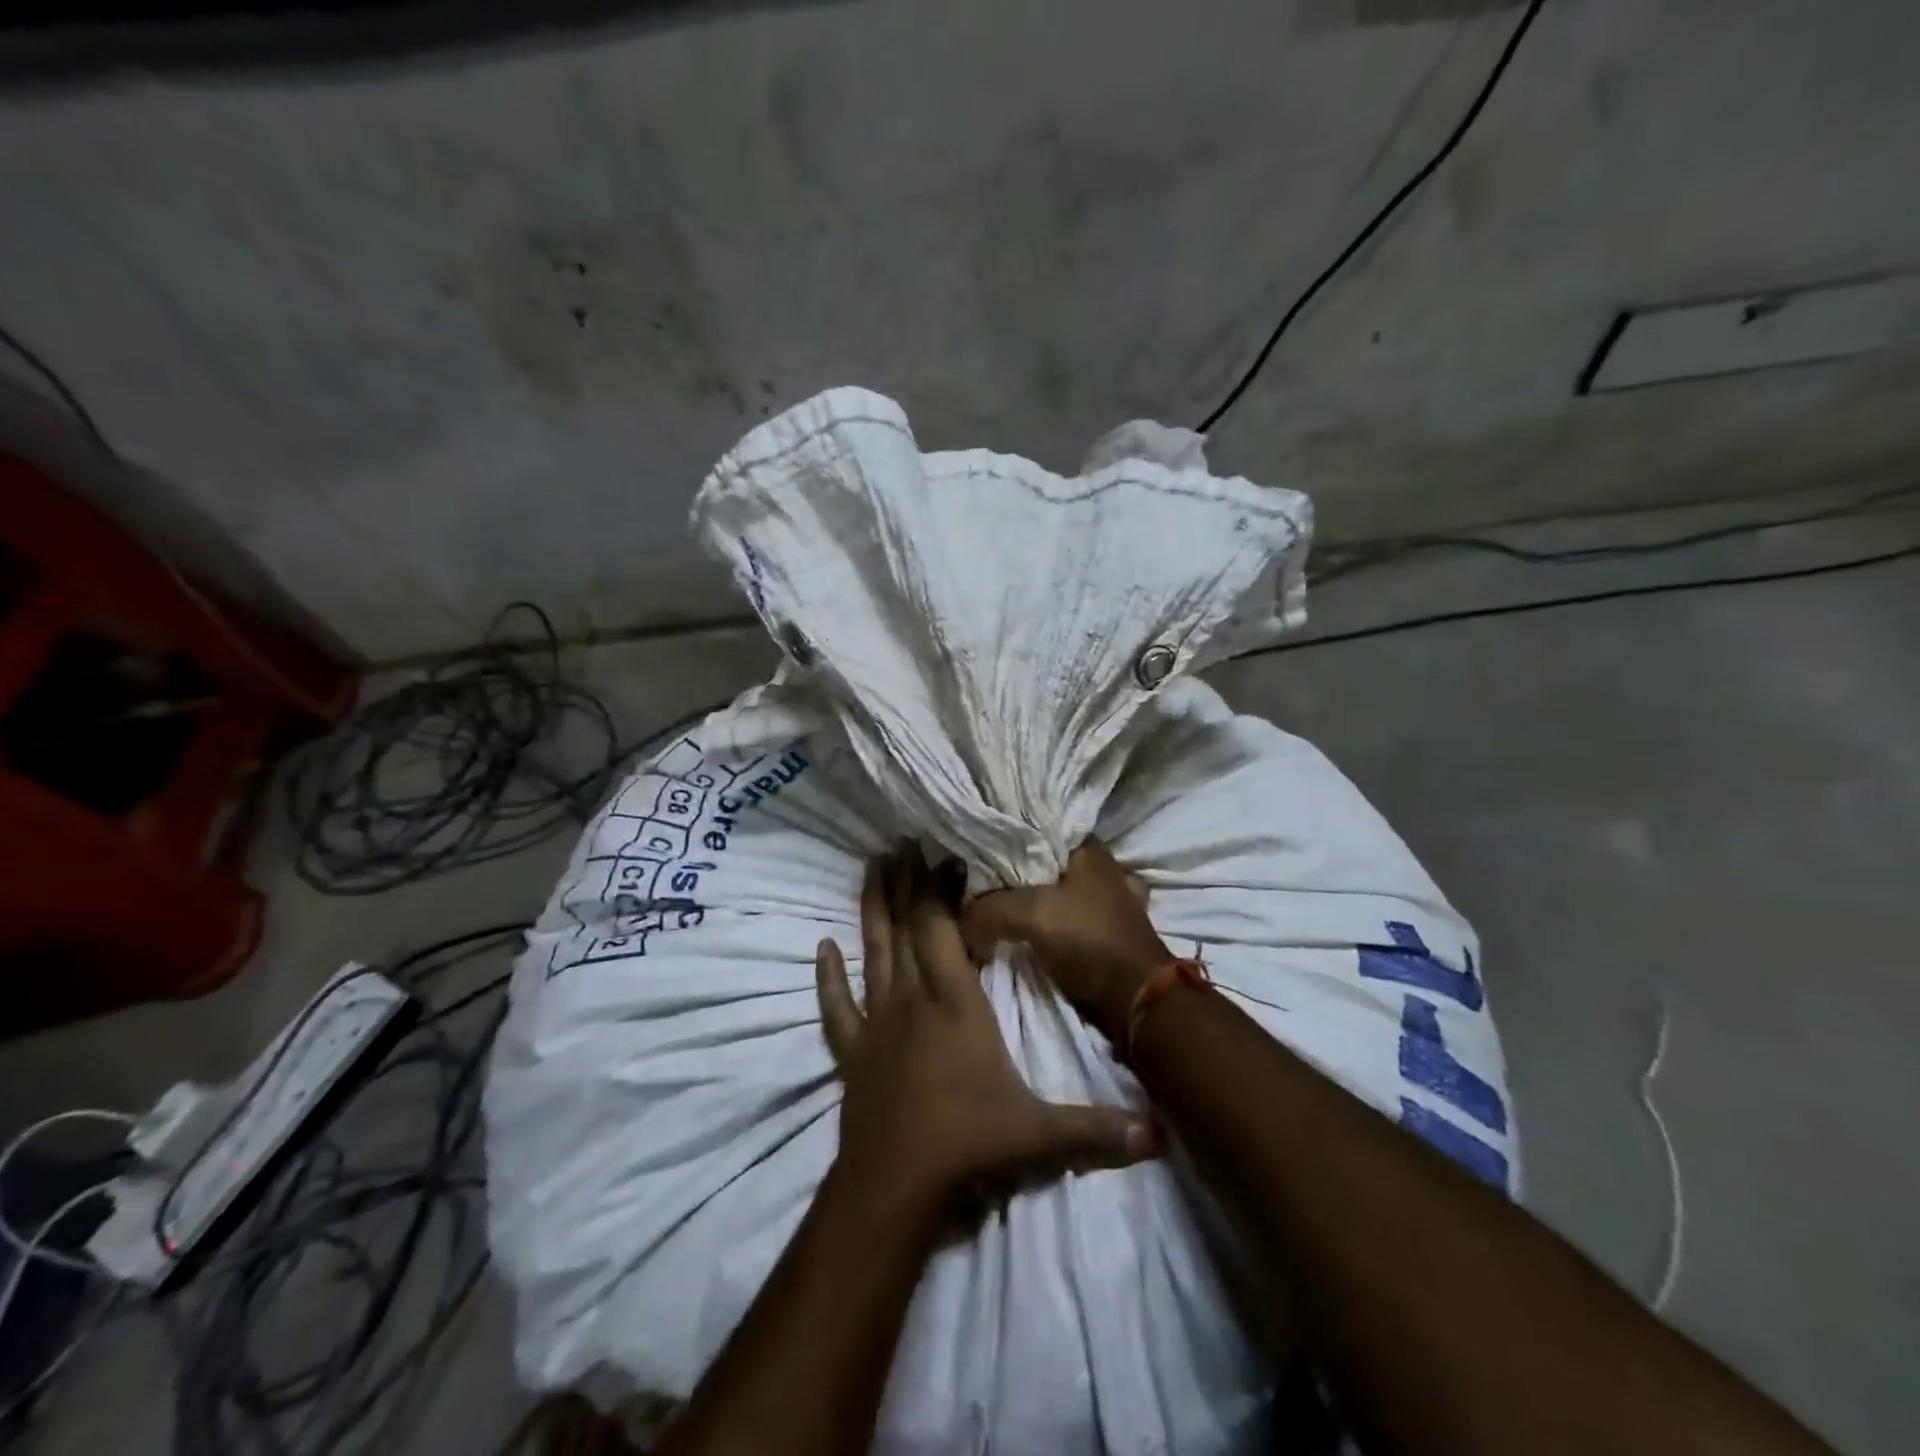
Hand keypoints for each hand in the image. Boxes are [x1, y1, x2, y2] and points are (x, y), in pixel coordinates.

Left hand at [816, 847, 1155, 1215]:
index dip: (941, 888)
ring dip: (872, 907)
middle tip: (903, 840)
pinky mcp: (852, 1051)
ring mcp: (876, 1023)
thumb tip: (1159, 1133)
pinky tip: (823, 948)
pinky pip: (837, 1006)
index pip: (943, 929)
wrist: (894, 1190)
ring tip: (872, 865)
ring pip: (872, 951)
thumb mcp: (1039, 1135)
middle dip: (906, 881)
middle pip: (905, 926)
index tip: (947, 855)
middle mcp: (912, 999)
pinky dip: (829, 976)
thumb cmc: (968, 1147)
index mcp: (955, 1003)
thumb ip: (1097, 1128)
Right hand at [960, 840, 1173, 1034]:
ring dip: (1020, 902)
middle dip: (1005, 875)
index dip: (999, 841)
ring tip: (984, 909)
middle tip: (970, 886)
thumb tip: (958, 920)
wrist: (1135, 998)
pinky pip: (1056, 918)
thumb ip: (987, 909)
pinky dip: (1036, 924)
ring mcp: (1100, 899)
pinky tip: (1013, 931)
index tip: (968, 855)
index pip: (1032, 829)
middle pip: (1036, 863)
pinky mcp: (1098, 929)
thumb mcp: (1030, 914)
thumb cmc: (1088, 939)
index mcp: (1087, 847)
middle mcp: (1096, 866)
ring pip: (1045, 891)